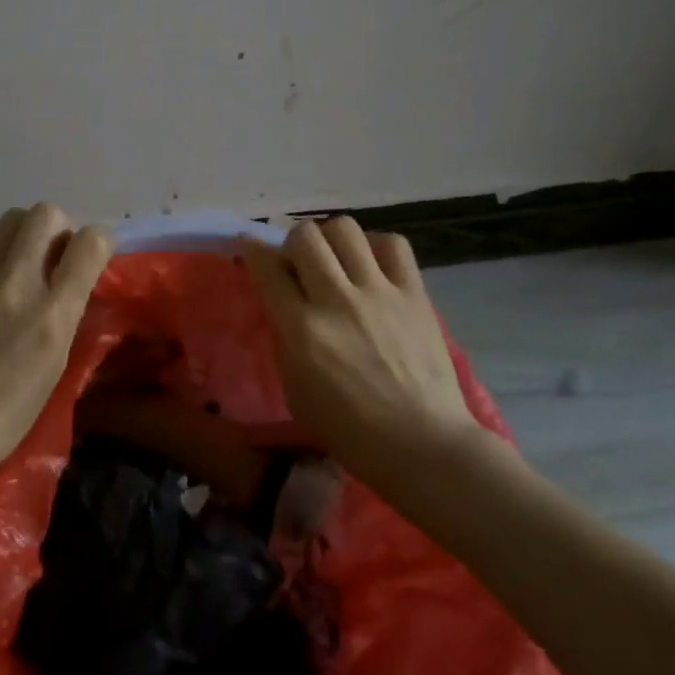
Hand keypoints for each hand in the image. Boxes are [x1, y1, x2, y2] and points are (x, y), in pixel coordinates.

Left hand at [0, 203, 112, 483]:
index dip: (100, 240)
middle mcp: (18, 283)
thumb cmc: (8, 410)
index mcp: (53, 314)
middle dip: (59, 228)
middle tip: (53, 255)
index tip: (93, 252)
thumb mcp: (56, 363)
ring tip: (18, 260)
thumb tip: (74, 274)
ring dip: (24, 232)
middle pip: (48, 214)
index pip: (90, 243)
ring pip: (12, 217)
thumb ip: (67, 310)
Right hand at [241, 217, 480, 488]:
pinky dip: (377, 246)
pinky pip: (393, 244)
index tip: (250, 246)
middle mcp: (337, 300)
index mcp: (303, 329)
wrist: (424, 446)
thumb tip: (282, 303)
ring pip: (345, 228)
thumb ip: (284, 340)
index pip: (267, 267)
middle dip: (293, 242)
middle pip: (304, 235)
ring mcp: (379, 292)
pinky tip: (373, 267)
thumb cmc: (351, 431)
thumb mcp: (295, 392)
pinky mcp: (415, 294)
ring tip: (336, 259)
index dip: (252, 249)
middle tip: (299, 262)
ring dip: (331, 239)